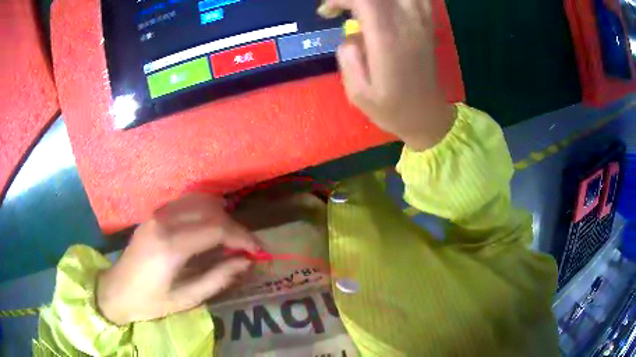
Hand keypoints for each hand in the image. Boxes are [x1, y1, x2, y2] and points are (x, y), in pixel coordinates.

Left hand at [97, 194, 259, 325]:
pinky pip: (186, 202)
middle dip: (234, 227)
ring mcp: (157, 213)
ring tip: (229, 239)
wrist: (116, 290)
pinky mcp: (154, 214)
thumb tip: (246, 261)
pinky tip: (208, 228)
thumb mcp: (187, 298)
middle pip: (211, 210)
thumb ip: (218, 278)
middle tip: (246, 248)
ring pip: (200, 201)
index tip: (258, 249)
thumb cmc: (151, 301)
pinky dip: (205, 211)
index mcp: (171, 245)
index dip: (242, 237)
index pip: (217, 228)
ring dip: (221, 217)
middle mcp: (164, 221)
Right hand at [318, 0, 454, 150]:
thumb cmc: (391, 108)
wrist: (426, 116)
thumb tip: (351, 34)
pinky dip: (400, 0)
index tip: (327, 12)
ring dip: (377, 0)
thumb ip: (347, 55)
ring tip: (363, 10)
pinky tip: (388, 7)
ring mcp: (422, 22)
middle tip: (343, 9)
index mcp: (387, 39)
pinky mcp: (428, 24)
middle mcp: (407, 23)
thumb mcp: (357, 92)